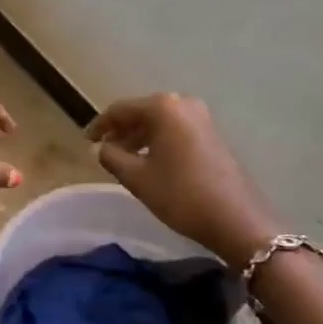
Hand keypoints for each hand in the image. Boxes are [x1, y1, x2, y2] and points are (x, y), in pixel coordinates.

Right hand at [86, 93, 281, 266]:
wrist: (236, 219)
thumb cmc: (180, 195)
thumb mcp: (137, 178)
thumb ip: (111, 157)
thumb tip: (99, 147)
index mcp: (163, 107)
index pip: (120, 110)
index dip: (100, 125)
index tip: (86, 141)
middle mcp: (183, 104)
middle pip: (141, 112)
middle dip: (121, 130)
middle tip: (103, 150)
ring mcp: (202, 118)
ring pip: (159, 122)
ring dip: (139, 137)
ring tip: (123, 159)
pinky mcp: (212, 134)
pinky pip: (175, 130)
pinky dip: (158, 141)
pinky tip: (149, 161)